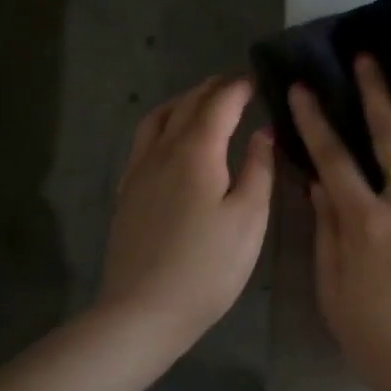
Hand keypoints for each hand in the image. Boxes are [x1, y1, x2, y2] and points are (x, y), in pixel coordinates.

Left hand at [98, 76, 274, 350]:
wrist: (143, 311)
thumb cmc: (208, 266)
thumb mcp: (249, 218)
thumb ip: (259, 169)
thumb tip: (263, 132)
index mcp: (195, 152)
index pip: (218, 104)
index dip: (238, 88)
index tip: (256, 79)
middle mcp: (161, 152)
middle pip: (185, 105)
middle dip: (211, 89)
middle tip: (234, 85)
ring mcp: (138, 172)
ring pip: (157, 119)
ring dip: (182, 102)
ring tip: (202, 103)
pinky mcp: (127, 194)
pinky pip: (143, 141)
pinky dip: (162, 125)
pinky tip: (171, 141)